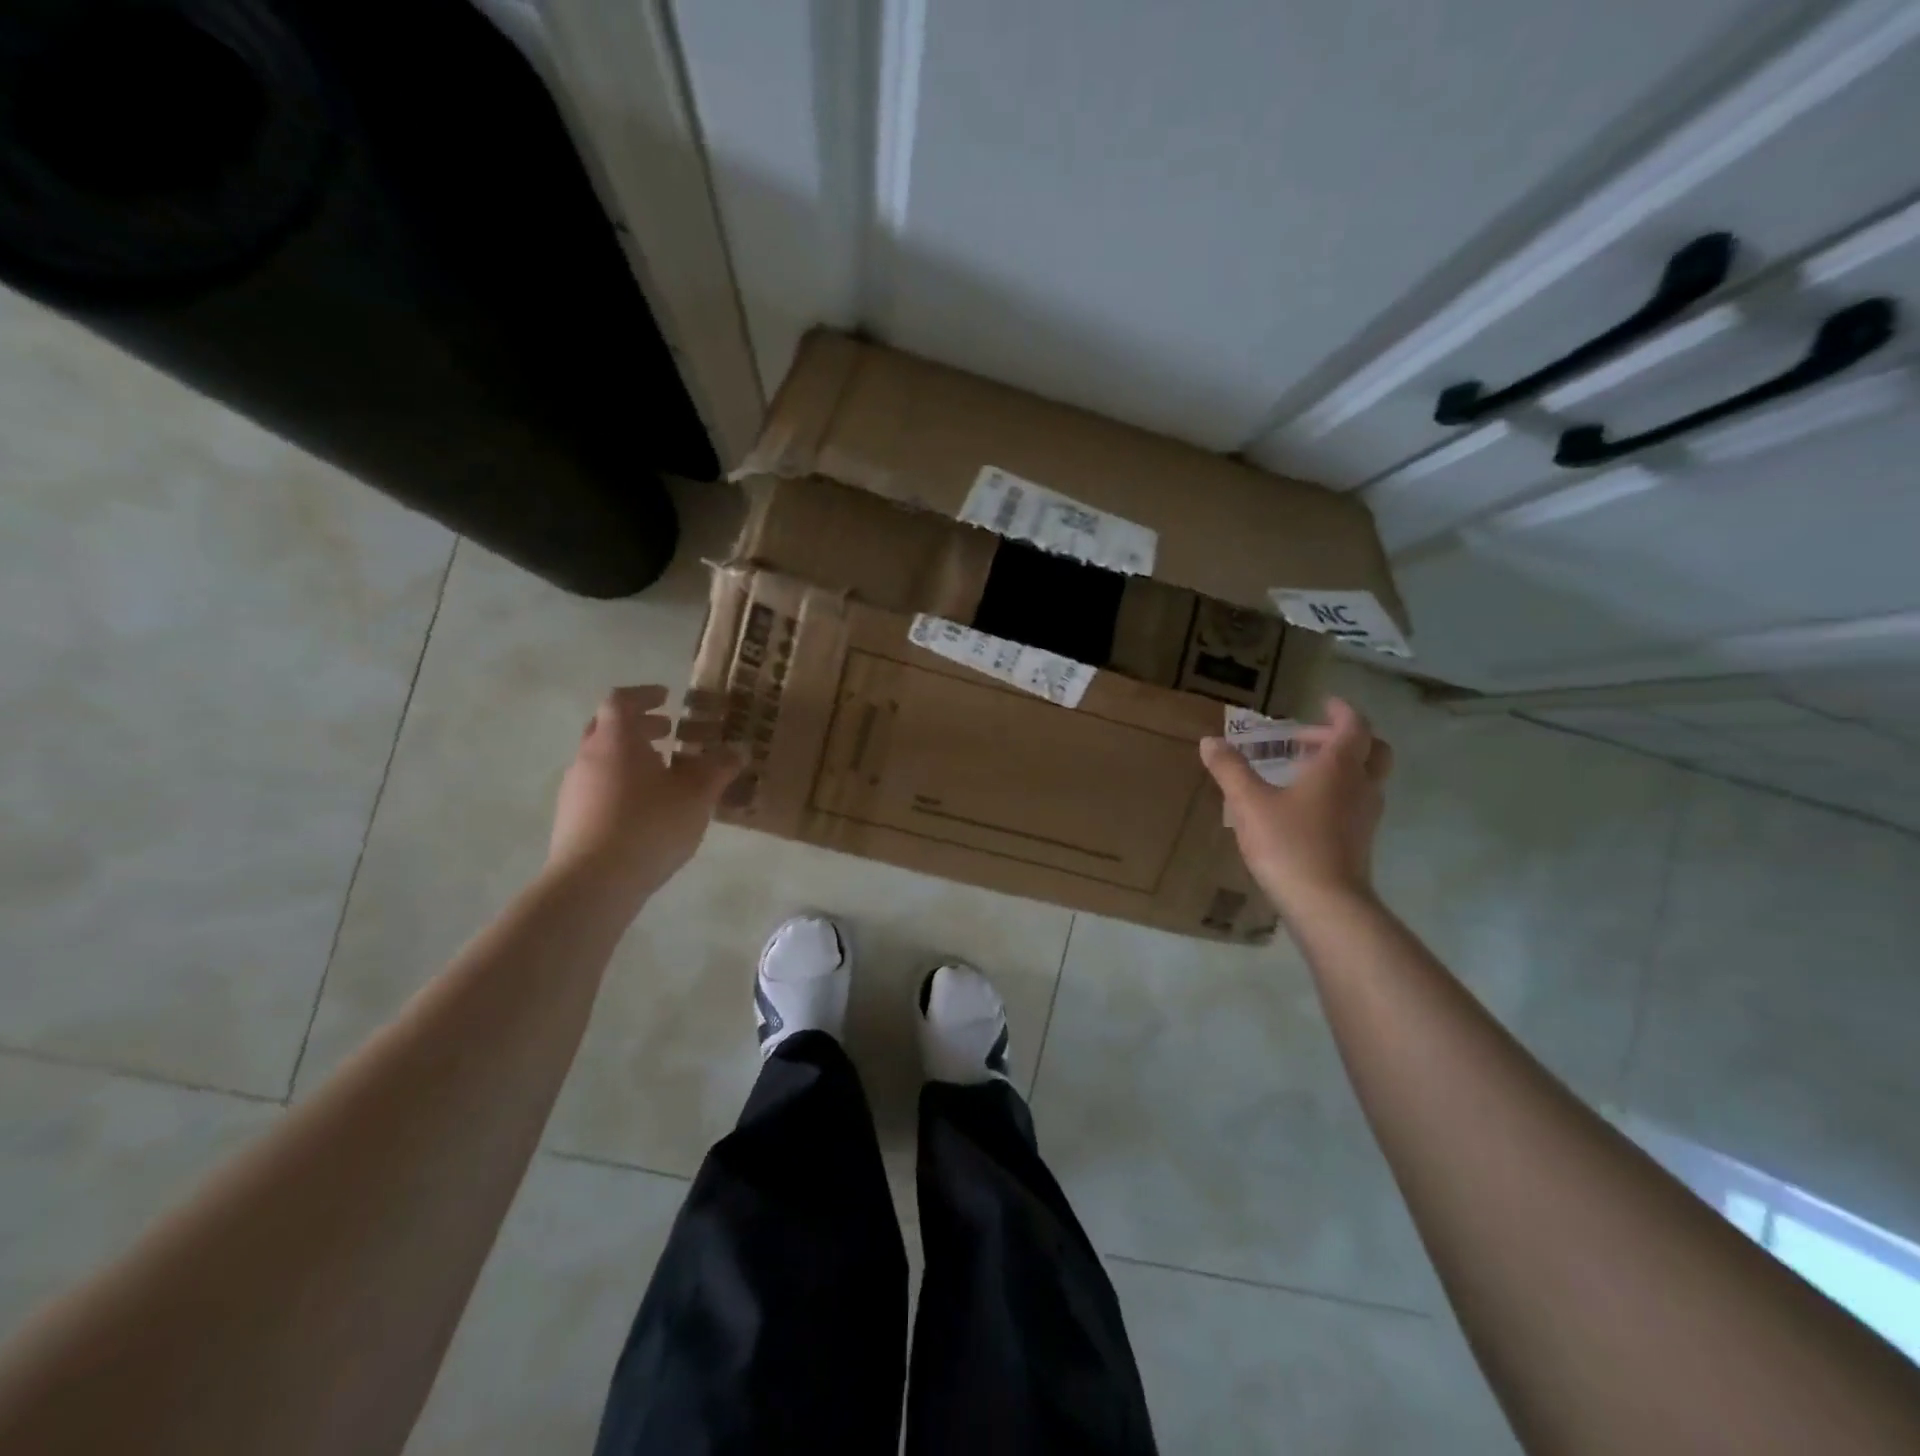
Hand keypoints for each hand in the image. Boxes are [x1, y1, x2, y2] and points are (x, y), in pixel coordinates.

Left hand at [549, 686, 740, 901]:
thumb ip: (718, 769)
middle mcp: (588, 757)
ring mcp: (575, 789)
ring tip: (664, 774)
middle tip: (669, 732)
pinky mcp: (571, 819)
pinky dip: (621, 784)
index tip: (667, 697)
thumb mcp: (697, 795)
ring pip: (602, 759)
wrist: (593, 882)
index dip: (644, 695)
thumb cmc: (649, 825)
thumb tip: (737, 750)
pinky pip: (598, 788)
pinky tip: (645, 809)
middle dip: (639, 725)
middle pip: (608, 727)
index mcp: (616, 740)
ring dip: (631, 757)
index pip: (621, 700)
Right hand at [1200, 697, 1393, 913]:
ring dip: (1340, 767)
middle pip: (1371, 750)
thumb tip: (1210, 742)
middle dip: (1343, 738)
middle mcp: (1360, 786)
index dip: (1342, 711)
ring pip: (1365, 778)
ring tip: (1299, 772)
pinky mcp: (1360, 841)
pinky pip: (1355, 803)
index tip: (1325, 703)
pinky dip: (1336, 793)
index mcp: (1339, 767)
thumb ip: (1230, 769)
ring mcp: (1365, 816)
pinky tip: (1303, 808)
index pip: (1353, 726)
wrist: (1326, 904)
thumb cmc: (1289, 844)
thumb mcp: (1248, 803)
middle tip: (1307, 740)